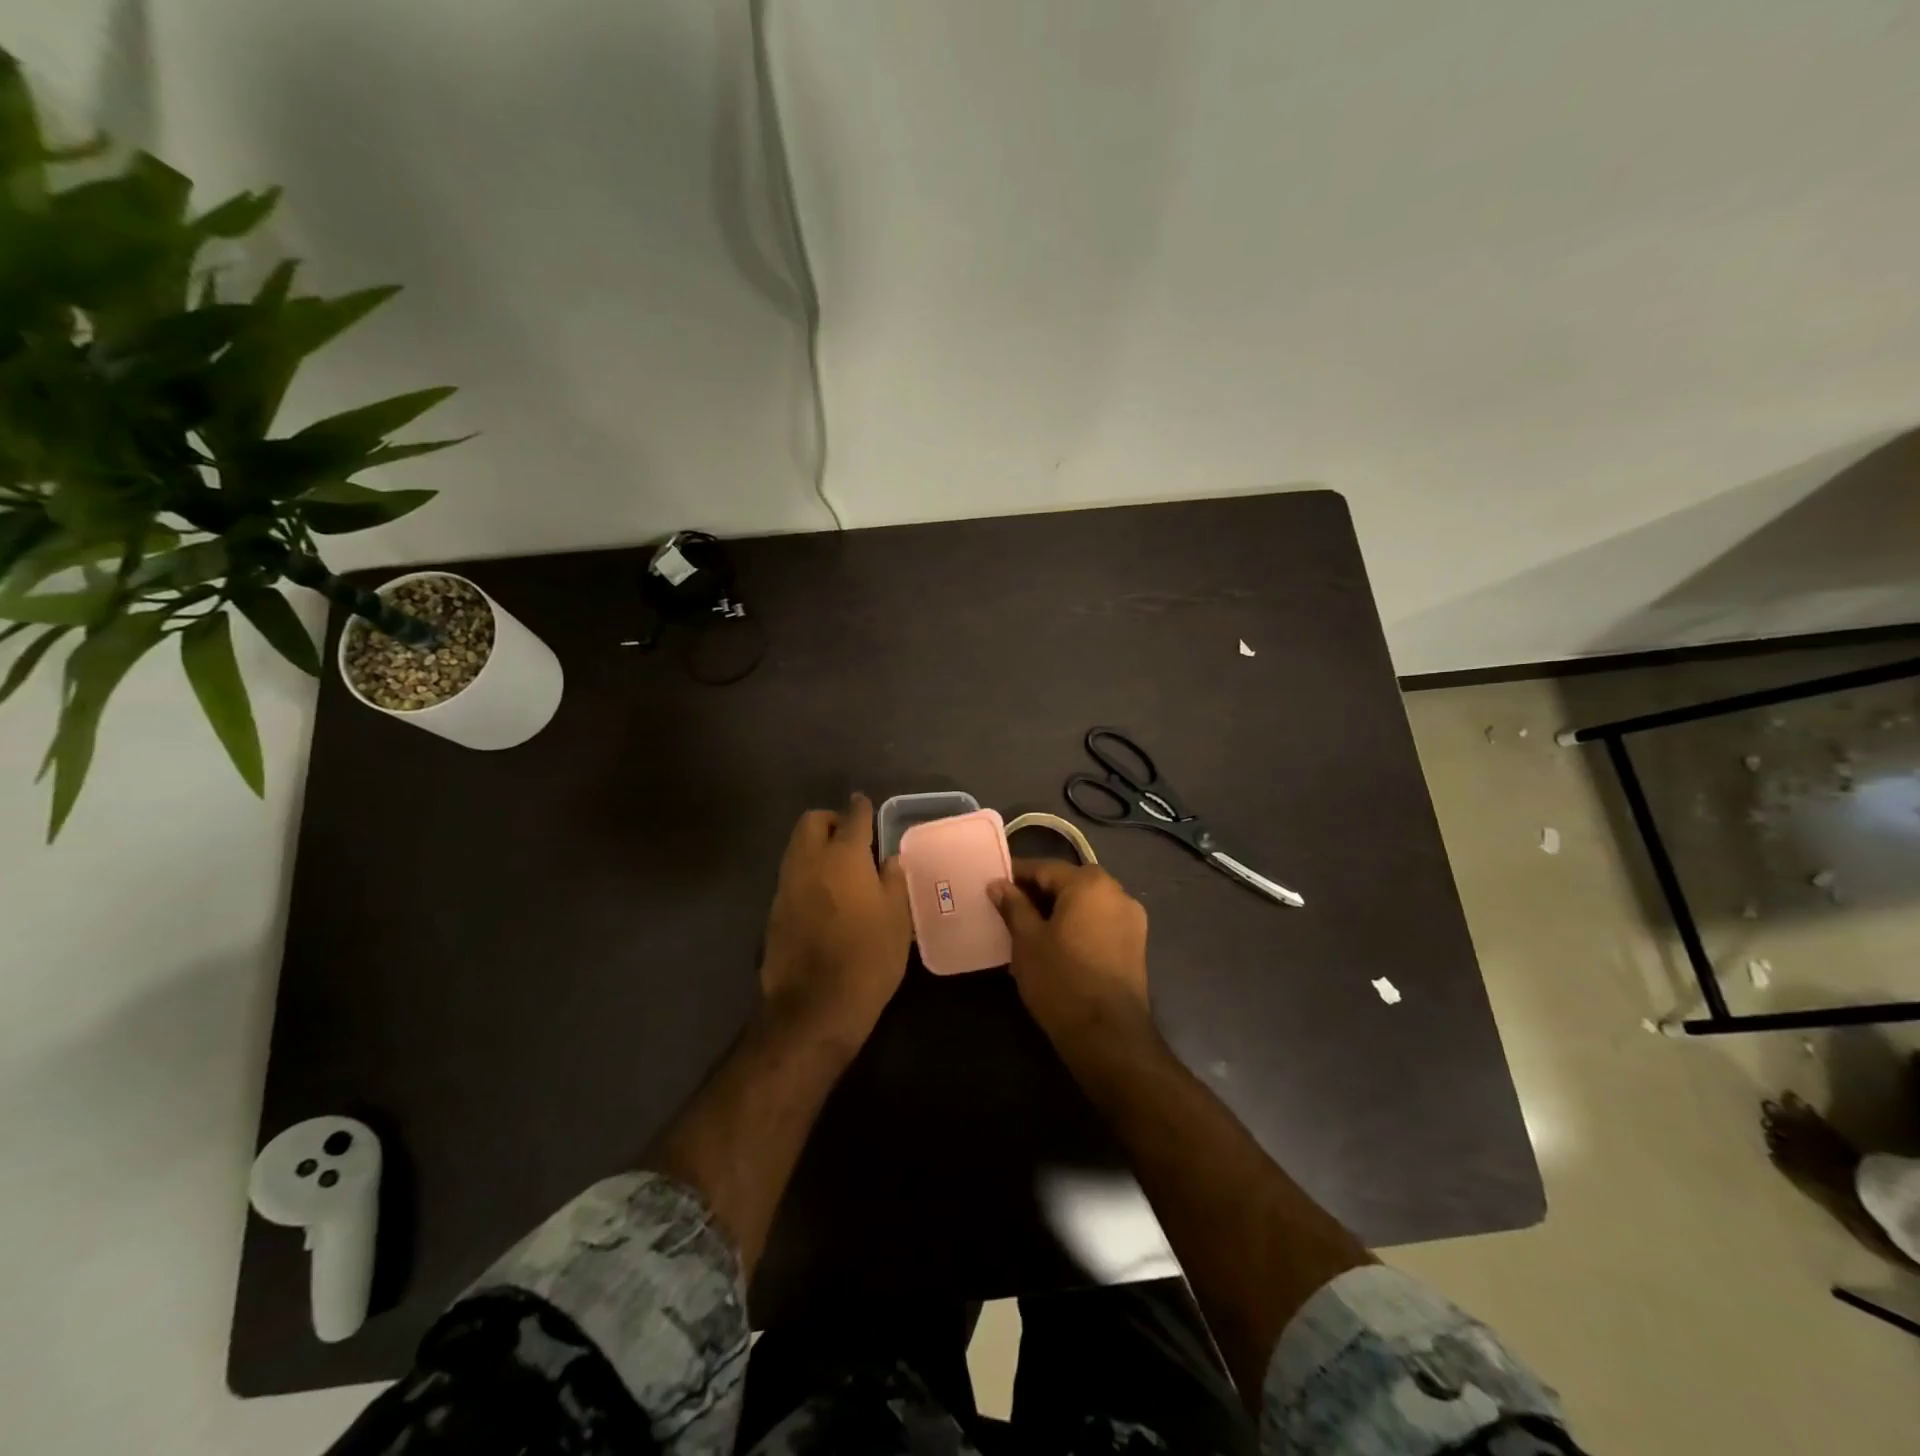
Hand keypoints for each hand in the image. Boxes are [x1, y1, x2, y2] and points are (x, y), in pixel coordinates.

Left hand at [760, 794, 911, 1045]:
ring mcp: (786, 885)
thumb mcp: (897, 918)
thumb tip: (888, 859)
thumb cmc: (867, 957)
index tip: (867, 806)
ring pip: (797, 847)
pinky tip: (824, 895)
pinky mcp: (774, 910)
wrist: (814, 1007)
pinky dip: (806, 872)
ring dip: (815, 846)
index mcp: (844, 856)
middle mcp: (809, 861)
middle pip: (812, 822)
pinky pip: (791, 875)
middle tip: (851, 838)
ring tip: (840, 867)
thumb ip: (893, 880)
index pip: (852, 816)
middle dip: (830, 821)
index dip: (861, 808)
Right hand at [989, 859, 1150, 1045]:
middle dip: (1038, 893)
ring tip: (1030, 930)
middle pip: (1068, 883)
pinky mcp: (1136, 944)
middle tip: (1008, 910)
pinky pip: (1100, 922)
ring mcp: (1131, 919)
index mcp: (1090, 883)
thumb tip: (998, 884)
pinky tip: (1057, 946)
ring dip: (1058, 910)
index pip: (1045, 868)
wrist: (1108, 1036)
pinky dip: (1078, 926)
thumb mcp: (1027, 941)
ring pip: (1086, 903)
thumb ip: (1013, 906)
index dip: (1016, 875)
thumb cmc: (1061, 980)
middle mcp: (1117, 892)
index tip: (993, 887)